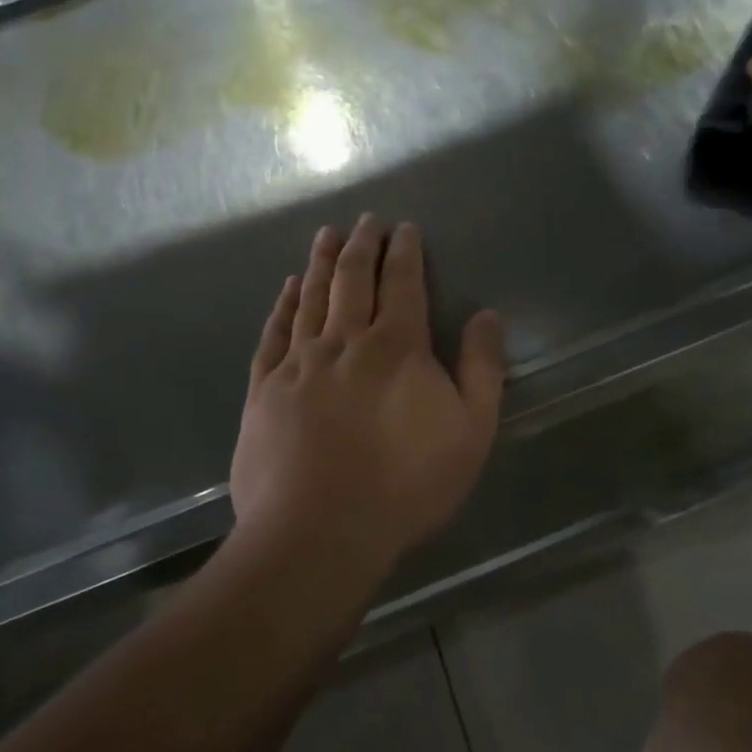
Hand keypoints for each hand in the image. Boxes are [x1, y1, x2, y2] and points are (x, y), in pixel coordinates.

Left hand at [229, 216, 506, 573]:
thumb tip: (486, 315)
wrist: (318, 531)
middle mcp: (345, 340)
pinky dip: (283, 305)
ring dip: (321, 261)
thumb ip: (482, 369)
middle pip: (352, 279)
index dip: (404, 251)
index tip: (404, 227)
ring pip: (310, 296)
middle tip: (366, 219)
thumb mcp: (470, 431)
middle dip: (362, 244)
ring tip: (327, 234)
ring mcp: (299, 362)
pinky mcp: (265, 388)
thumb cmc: (405, 484)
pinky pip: (274, 332)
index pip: (402, 282)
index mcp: (397, 346)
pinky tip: (286, 288)